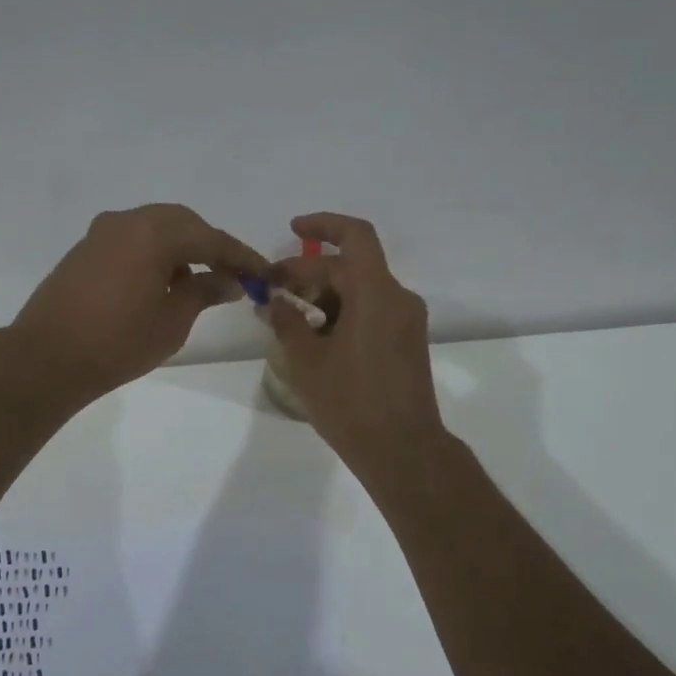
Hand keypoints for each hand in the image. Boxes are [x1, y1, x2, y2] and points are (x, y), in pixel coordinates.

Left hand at [11, 204, 265, 407]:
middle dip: (211, 245)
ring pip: (155, 227)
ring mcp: (101, 232)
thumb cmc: (118, 343)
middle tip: (233, 274)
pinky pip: (132, 239)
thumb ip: (204, 292)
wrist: (46, 358)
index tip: (264, 273)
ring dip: (181, 248)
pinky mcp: (85, 248)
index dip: (241, 257)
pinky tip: (162, 282)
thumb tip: (228, 280)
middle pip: (182, 223)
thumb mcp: (172, 321)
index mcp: (154, 233)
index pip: (211, 238)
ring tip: (198, 282)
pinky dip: (154, 252)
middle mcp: (127, 221)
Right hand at [266, 213, 446, 474]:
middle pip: (350, 266)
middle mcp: (397, 298)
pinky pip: (370, 311)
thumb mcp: (307, 362)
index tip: (292, 230)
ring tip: (284, 315)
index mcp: (376, 294)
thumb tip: (273, 302)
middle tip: (270, 292)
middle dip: (307, 272)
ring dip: (322, 294)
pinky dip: (341, 312)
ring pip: (360, 290)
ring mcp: (405, 321)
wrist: (402, 450)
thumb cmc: (351, 403)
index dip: (323, 225)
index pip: (354, 236)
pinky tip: (312, 334)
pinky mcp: (405, 342)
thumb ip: (287, 322)